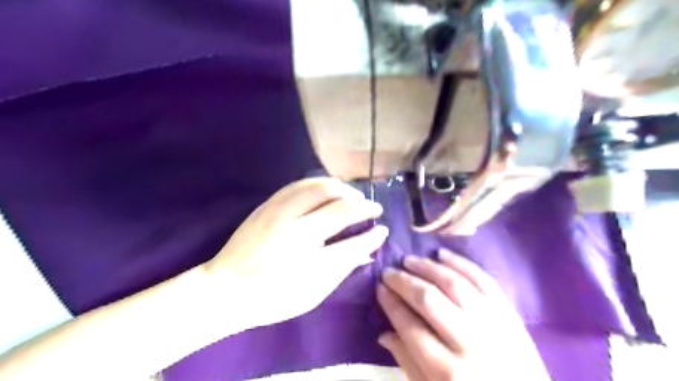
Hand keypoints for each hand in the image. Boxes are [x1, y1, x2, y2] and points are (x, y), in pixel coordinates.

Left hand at [203, 179, 385, 329]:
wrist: (225, 289)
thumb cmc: (272, 298)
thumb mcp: (312, 294)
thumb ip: (342, 269)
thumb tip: (368, 251)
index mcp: (309, 263)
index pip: (354, 243)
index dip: (373, 235)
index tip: (383, 229)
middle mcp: (297, 232)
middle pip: (341, 207)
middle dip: (363, 205)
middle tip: (373, 207)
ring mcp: (280, 214)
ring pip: (321, 187)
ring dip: (344, 189)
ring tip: (353, 196)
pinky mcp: (268, 205)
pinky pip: (300, 185)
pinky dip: (320, 184)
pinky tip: (329, 189)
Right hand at [379, 250, 547, 380]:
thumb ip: (408, 364)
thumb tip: (384, 333)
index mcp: (448, 373)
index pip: (410, 327)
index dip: (391, 303)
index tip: (379, 288)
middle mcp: (470, 345)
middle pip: (430, 300)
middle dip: (404, 282)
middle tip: (389, 271)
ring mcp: (494, 325)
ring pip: (454, 284)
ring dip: (428, 267)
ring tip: (409, 260)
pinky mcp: (511, 314)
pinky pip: (483, 280)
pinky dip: (461, 263)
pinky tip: (442, 254)